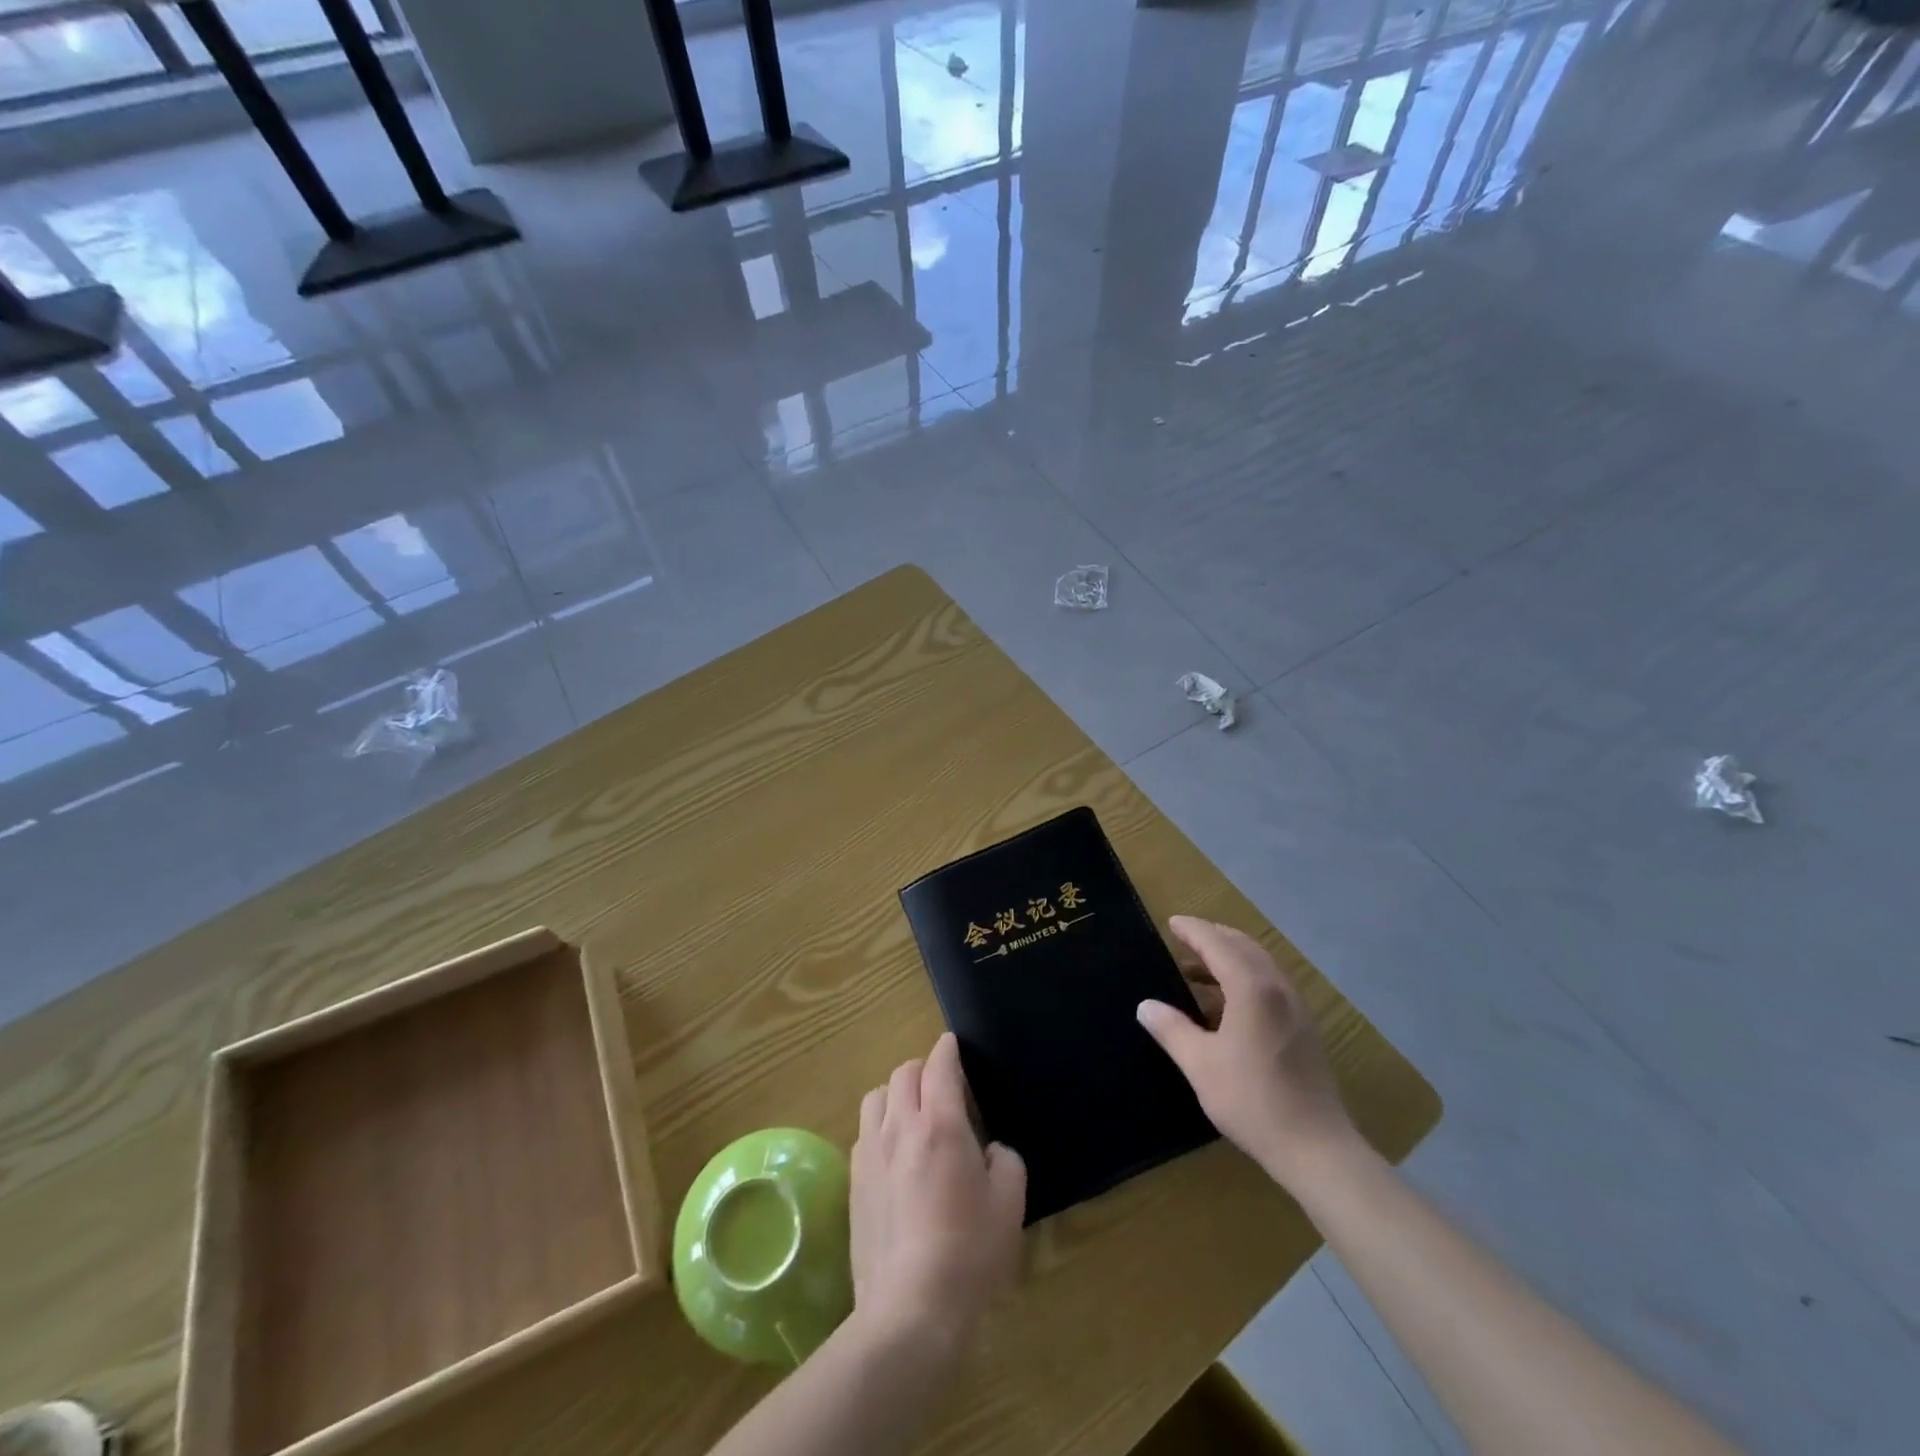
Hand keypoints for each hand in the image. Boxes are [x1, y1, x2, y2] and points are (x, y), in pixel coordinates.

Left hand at [851, 1034, 1026, 1354]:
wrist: (909, 1309)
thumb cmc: (968, 1253)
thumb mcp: (1009, 1205)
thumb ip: (1005, 1161)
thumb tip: (990, 1150)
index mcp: (941, 1124)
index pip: (939, 1065)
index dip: (948, 1049)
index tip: (954, 1046)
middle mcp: (901, 1126)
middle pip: (904, 1072)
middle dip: (923, 1069)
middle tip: (942, 1088)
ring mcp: (871, 1152)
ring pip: (876, 1096)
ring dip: (896, 1094)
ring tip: (912, 1116)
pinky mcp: (853, 1181)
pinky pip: (863, 1132)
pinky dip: (879, 1126)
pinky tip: (893, 1153)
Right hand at [1137, 916, 1359, 1187]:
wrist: (1316, 1148)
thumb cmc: (1253, 1101)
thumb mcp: (1200, 1064)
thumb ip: (1171, 1029)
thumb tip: (1145, 1006)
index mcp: (1252, 989)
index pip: (1217, 944)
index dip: (1193, 930)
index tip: (1172, 923)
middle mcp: (1277, 988)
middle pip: (1243, 946)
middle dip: (1213, 937)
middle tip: (1184, 938)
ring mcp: (1295, 1007)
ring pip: (1260, 964)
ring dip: (1229, 957)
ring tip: (1197, 969)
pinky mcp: (1303, 1027)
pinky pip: (1270, 984)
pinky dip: (1244, 977)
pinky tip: (1225, 1002)